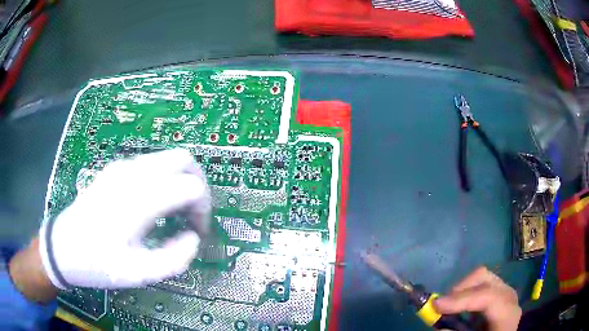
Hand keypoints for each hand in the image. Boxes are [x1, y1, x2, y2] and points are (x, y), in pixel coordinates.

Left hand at [38, 149, 210, 289]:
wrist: (63, 246)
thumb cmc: (98, 262)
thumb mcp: (138, 274)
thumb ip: (174, 259)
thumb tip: (193, 238)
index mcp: (139, 199)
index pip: (191, 187)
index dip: (203, 209)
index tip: (197, 232)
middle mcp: (133, 173)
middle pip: (183, 159)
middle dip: (197, 184)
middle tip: (192, 214)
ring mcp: (122, 166)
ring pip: (167, 158)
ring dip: (179, 181)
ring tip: (173, 212)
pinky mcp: (115, 168)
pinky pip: (151, 164)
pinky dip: (163, 178)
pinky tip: (153, 204)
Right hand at [434, 266, 521, 330]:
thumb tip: (441, 327)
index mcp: (507, 313)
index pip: (488, 296)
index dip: (462, 299)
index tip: (436, 306)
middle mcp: (508, 295)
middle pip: (484, 278)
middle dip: (459, 290)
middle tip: (440, 307)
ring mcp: (504, 290)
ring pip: (481, 277)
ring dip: (461, 290)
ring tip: (448, 306)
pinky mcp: (498, 290)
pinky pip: (480, 283)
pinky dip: (466, 291)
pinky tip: (459, 306)